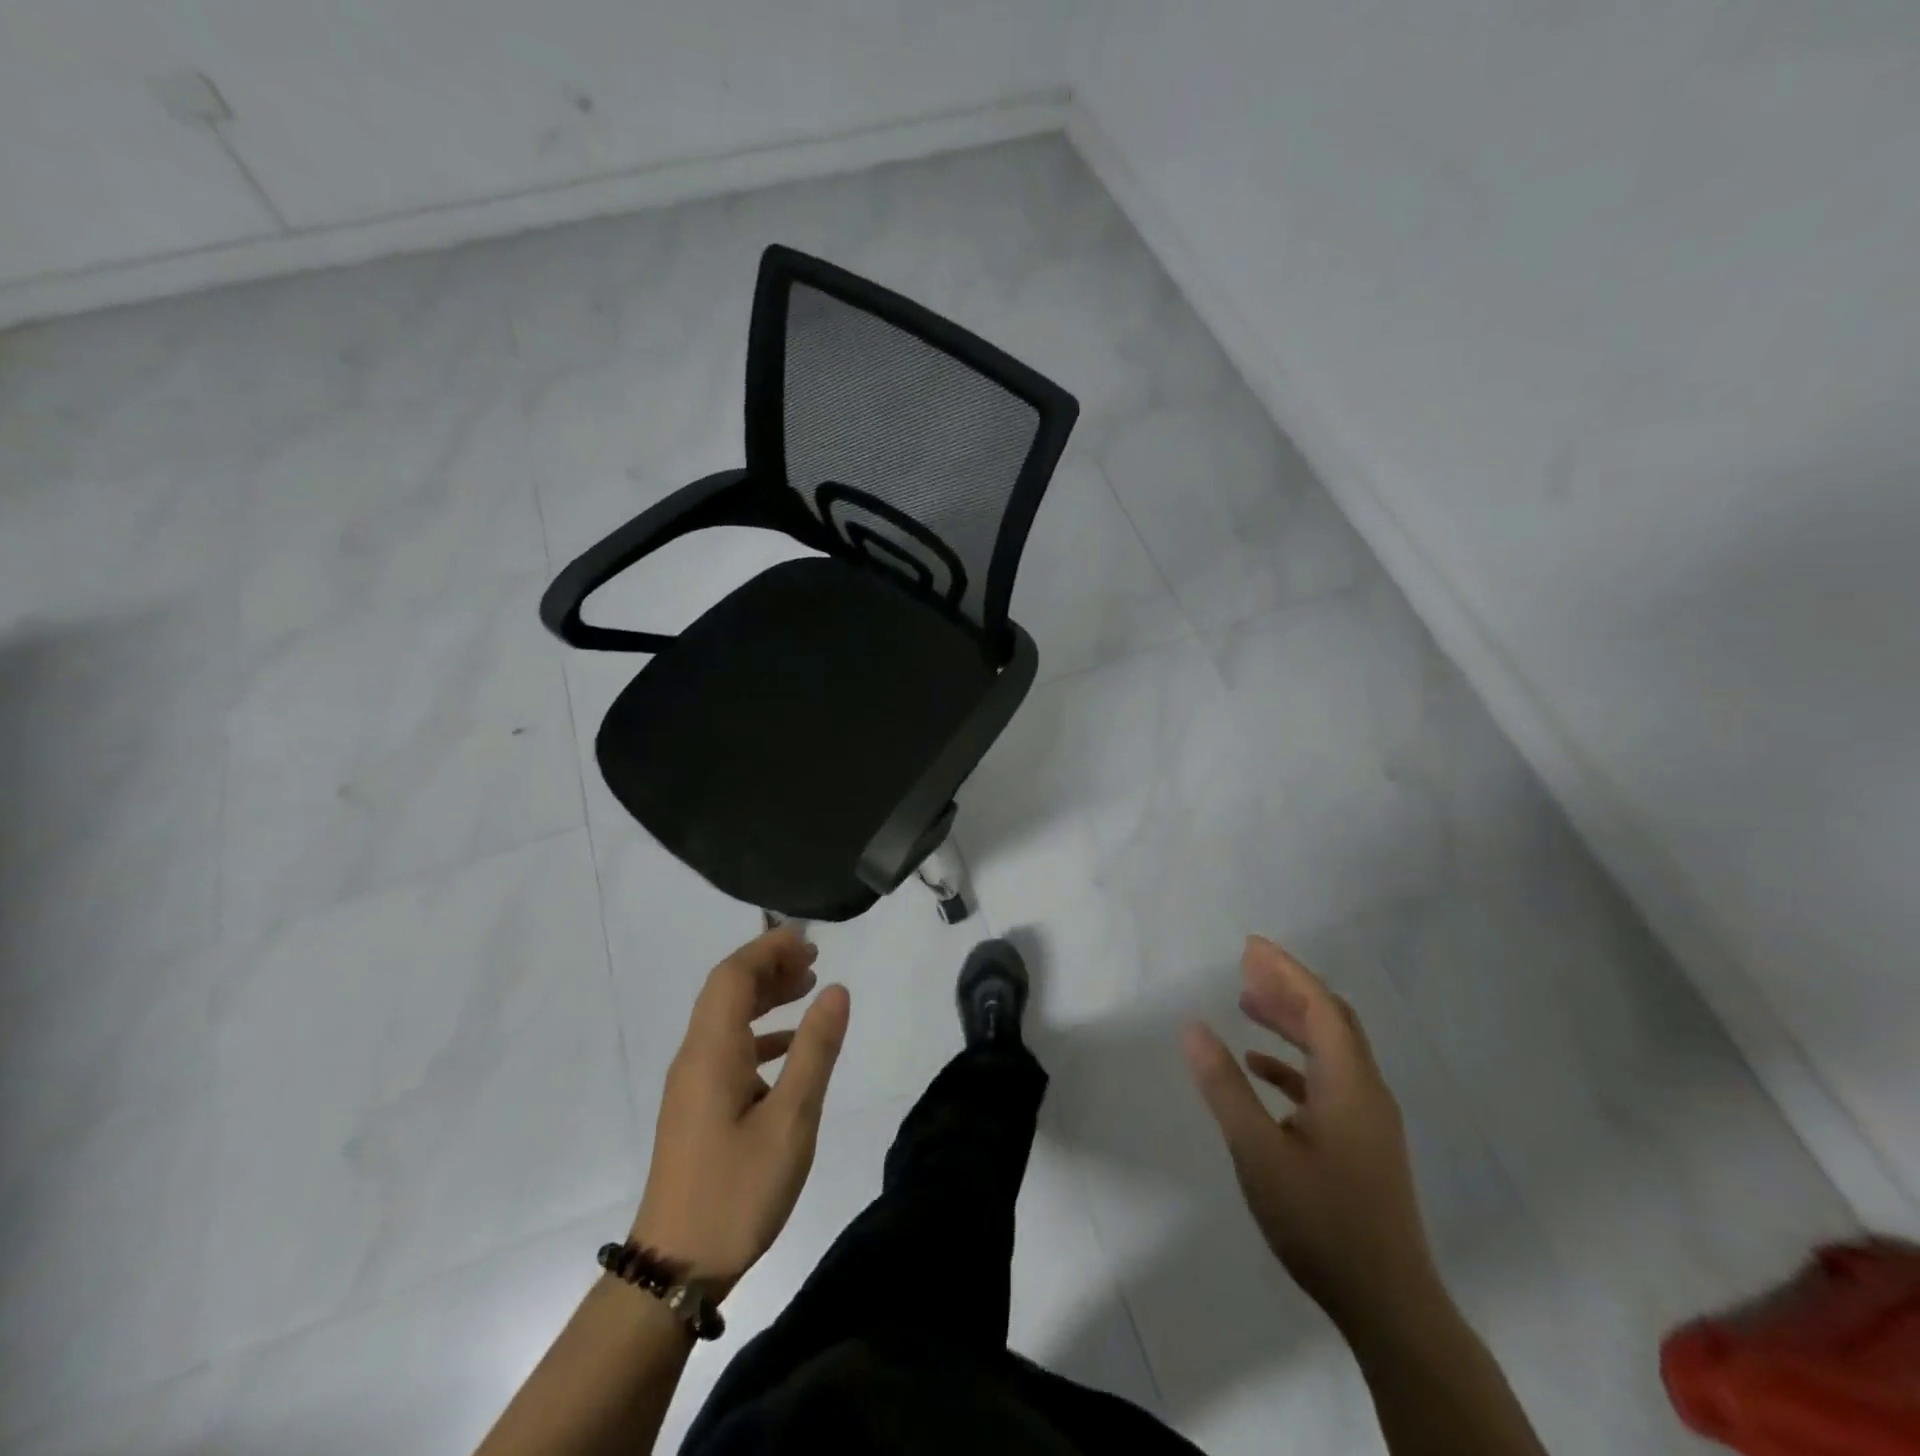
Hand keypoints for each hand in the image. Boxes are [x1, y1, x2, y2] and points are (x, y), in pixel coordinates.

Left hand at [630, 926, 851, 1298]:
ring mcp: (692, 1083)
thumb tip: (836, 990)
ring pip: (726, 1018)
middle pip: (726, 990)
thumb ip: (815, 1050)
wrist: (674, 1269)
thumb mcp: (791, 1120)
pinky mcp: (696, 1107)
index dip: (768, 948)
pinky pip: (727, 1047)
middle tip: (814, 959)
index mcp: (712, 1051)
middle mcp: (695, 1056)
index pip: (733, 975)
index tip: (808, 938)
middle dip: (769, 965)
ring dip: (764, 995)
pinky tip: (788, 1047)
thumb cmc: (737, 1191)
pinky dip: (759, 1032)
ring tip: (807, 988)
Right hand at [1182, 936, 1438, 1333]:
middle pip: (1330, 1020)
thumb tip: (1193, 1026)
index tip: (1250, 945)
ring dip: (1291, 1021)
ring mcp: (1368, 1119)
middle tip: (1246, 964)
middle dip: (1289, 986)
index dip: (1286, 970)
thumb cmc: (1321, 1221)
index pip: (1320, 1006)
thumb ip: (1224, 1086)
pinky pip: (1328, 1081)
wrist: (1389, 1305)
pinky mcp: (1362, 1144)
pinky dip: (1294, 1062)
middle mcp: (1366, 1091)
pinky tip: (1261, 1067)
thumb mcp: (1258, 1151)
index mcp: (1349, 1083)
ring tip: (1247, 1003)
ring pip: (1330, 1050)